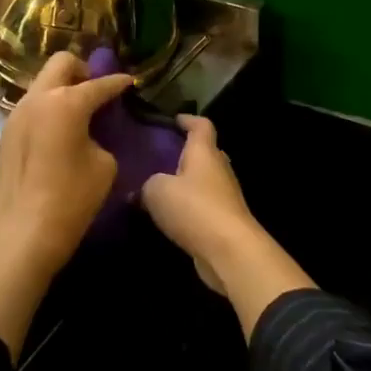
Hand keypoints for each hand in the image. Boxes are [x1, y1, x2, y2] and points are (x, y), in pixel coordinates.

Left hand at [0, 53, 130, 358]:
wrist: (22, 233)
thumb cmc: (71, 198)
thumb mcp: (104, 165)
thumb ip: (101, 136)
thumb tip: (91, 132)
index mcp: (66, 102)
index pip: (99, 84)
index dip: (118, 83)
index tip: (130, 82)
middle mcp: (38, 98)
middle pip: (62, 63)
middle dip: (83, 70)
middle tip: (98, 91)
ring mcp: (17, 113)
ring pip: (43, 82)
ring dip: (63, 88)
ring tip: (80, 111)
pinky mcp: (6, 132)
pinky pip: (33, 104)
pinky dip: (49, 106)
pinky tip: (60, 128)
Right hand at [141, 115, 313, 337]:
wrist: (229, 251)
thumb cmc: (194, 208)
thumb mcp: (157, 191)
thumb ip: (146, 186)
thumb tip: (141, 192)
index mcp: (204, 152)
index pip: (201, 125)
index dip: (188, 120)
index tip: (174, 120)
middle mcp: (218, 169)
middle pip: (205, 153)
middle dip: (186, 153)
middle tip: (161, 156)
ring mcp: (225, 196)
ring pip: (204, 181)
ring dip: (186, 183)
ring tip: (160, 187)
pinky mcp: (224, 221)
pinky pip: (203, 205)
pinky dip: (189, 206)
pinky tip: (169, 216)